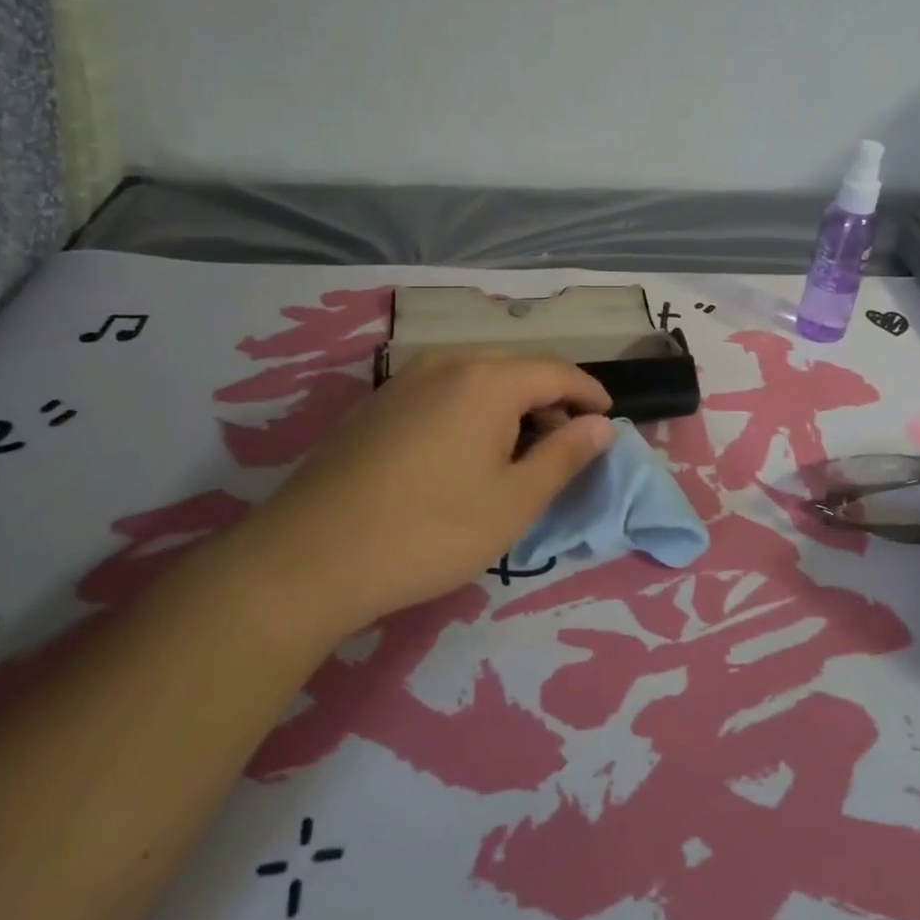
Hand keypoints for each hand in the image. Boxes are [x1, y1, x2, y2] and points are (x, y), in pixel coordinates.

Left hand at [255, 353, 613, 632]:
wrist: (309, 557)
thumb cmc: (429, 531)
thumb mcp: (514, 502)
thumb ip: (565, 455)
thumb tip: (601, 424)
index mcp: (488, 378)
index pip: (558, 371)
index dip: (590, 393)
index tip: (610, 419)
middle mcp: (447, 362)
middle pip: (517, 368)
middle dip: (551, 399)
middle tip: (567, 442)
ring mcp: (405, 379)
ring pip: (478, 377)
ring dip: (511, 404)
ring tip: (520, 450)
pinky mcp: (377, 402)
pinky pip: (443, 390)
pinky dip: (473, 409)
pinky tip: (466, 450)